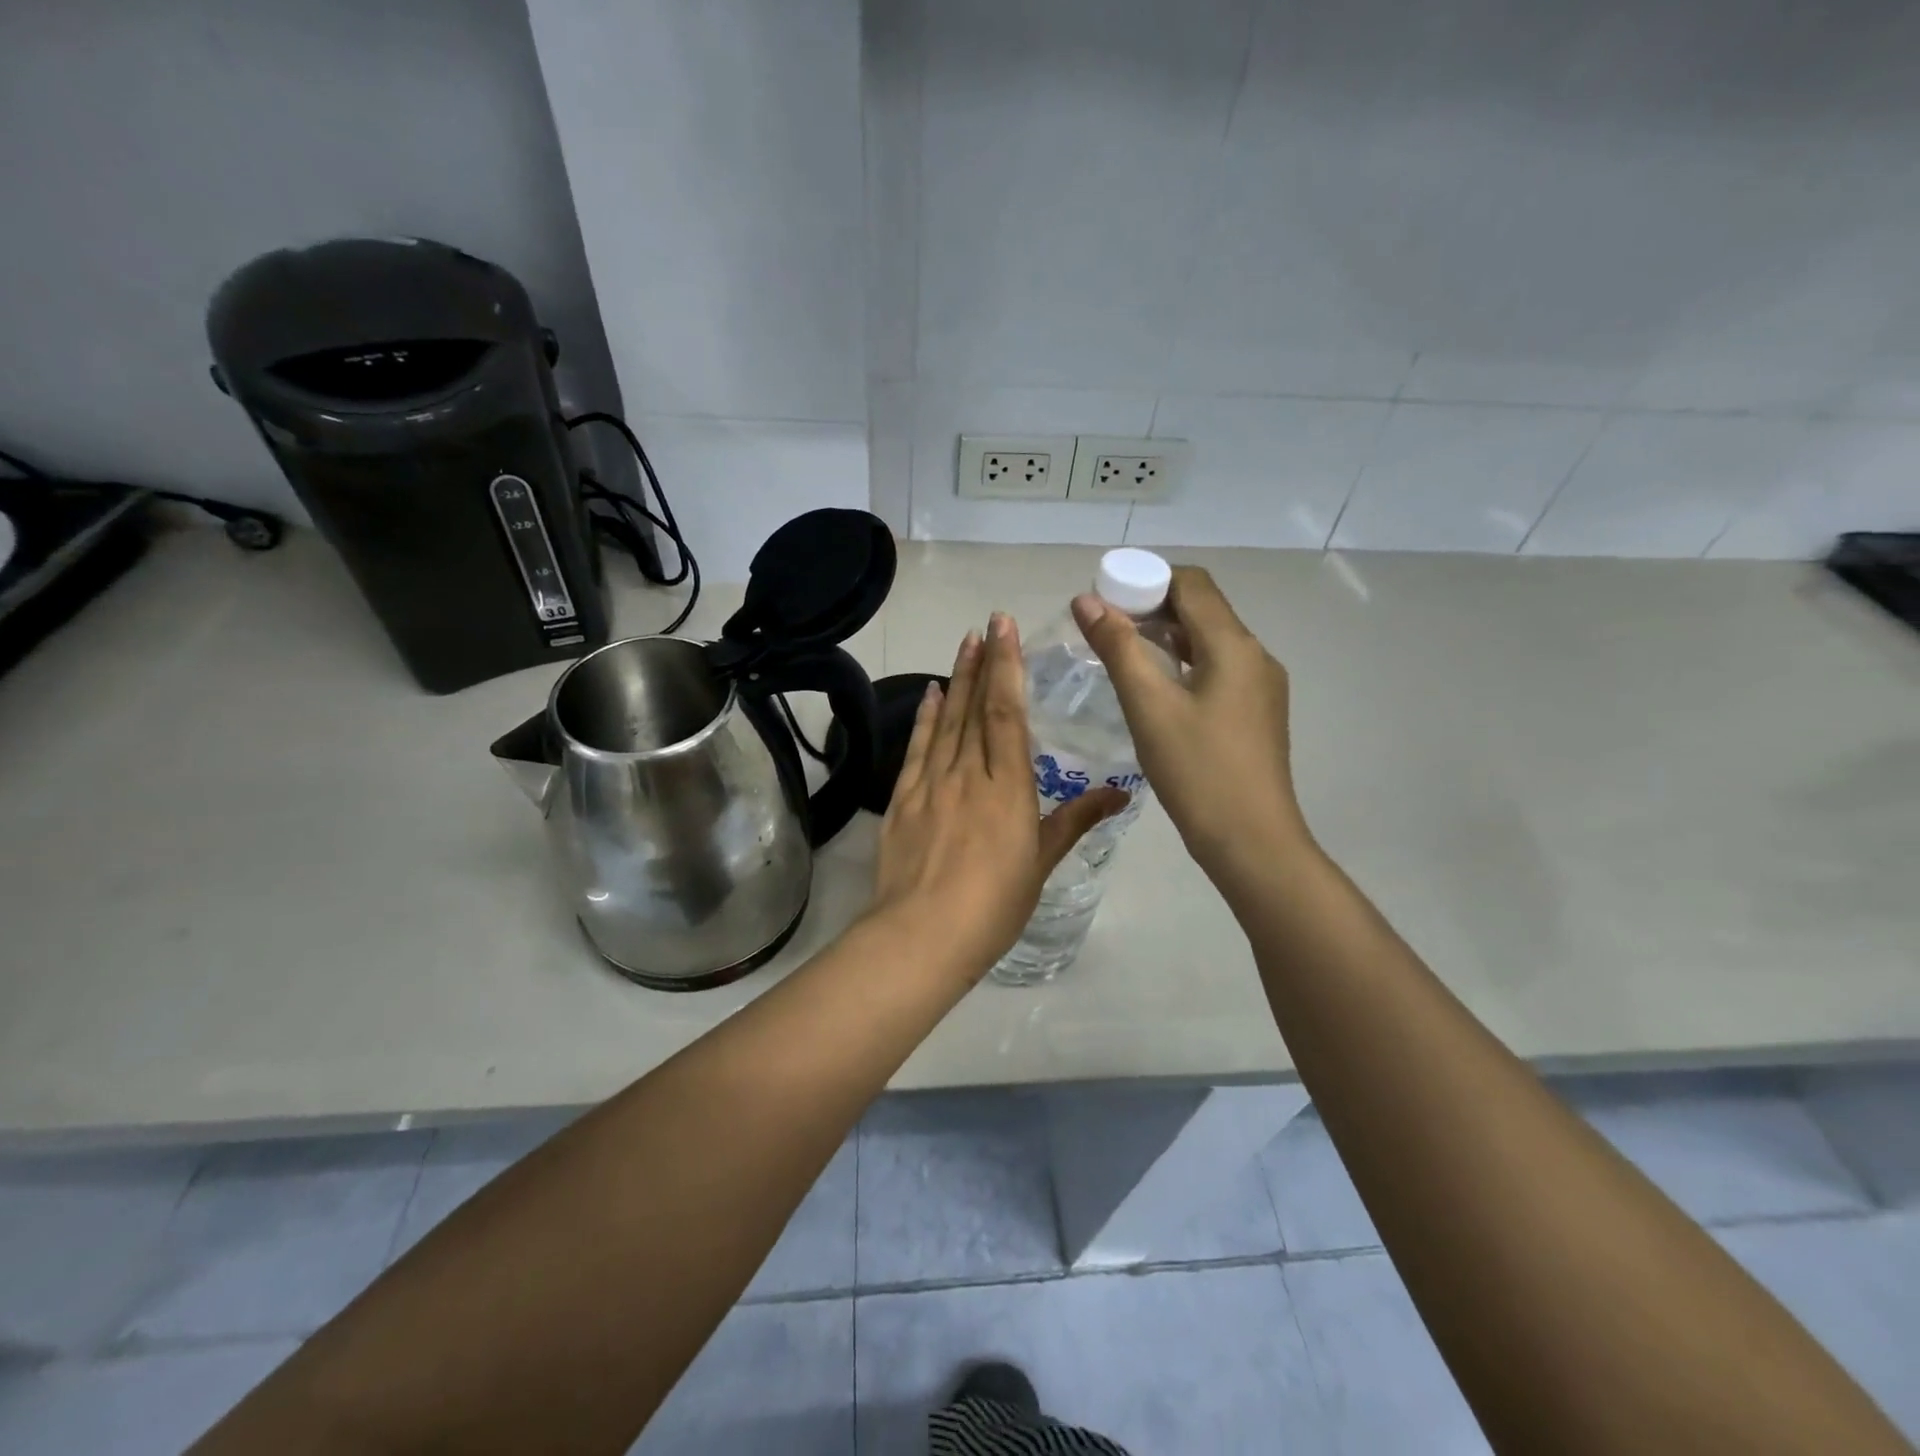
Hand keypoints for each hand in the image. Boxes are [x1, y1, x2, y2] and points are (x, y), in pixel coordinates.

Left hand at [867, 614, 1123, 980]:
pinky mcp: (902, 800)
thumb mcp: (1041, 863)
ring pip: (946, 721)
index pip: (1006, 712)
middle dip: (982, 662)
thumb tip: (1120, 793)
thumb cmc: (993, 904)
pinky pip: (916, 749)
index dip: (1006, 667)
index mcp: (1007, 786)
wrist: (922, 935)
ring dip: (955, 680)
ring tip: (963, 645)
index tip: (1005, 629)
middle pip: (975, 707)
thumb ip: (1075, 821)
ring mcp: (931, 784)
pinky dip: (925, 719)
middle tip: (985, 625)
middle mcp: (968, 774)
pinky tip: (930, 695)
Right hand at [1072, 567, 1312, 884]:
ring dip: (1167, 636)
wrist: (1252, 841)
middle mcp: (1255, 656)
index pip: (1192, 583)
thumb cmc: (1197, 771)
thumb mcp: (1149, 707)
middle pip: (1202, 609)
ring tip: (1122, 653)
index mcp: (1234, 645)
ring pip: (1209, 641)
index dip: (1146, 578)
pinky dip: (1183, 663)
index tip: (1105, 597)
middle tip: (1104, 626)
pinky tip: (1155, 688)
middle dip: (1152, 606)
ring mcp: (1260, 686)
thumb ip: (1117, 648)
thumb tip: (1085, 600)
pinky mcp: (1256, 713)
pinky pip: (1217, 669)